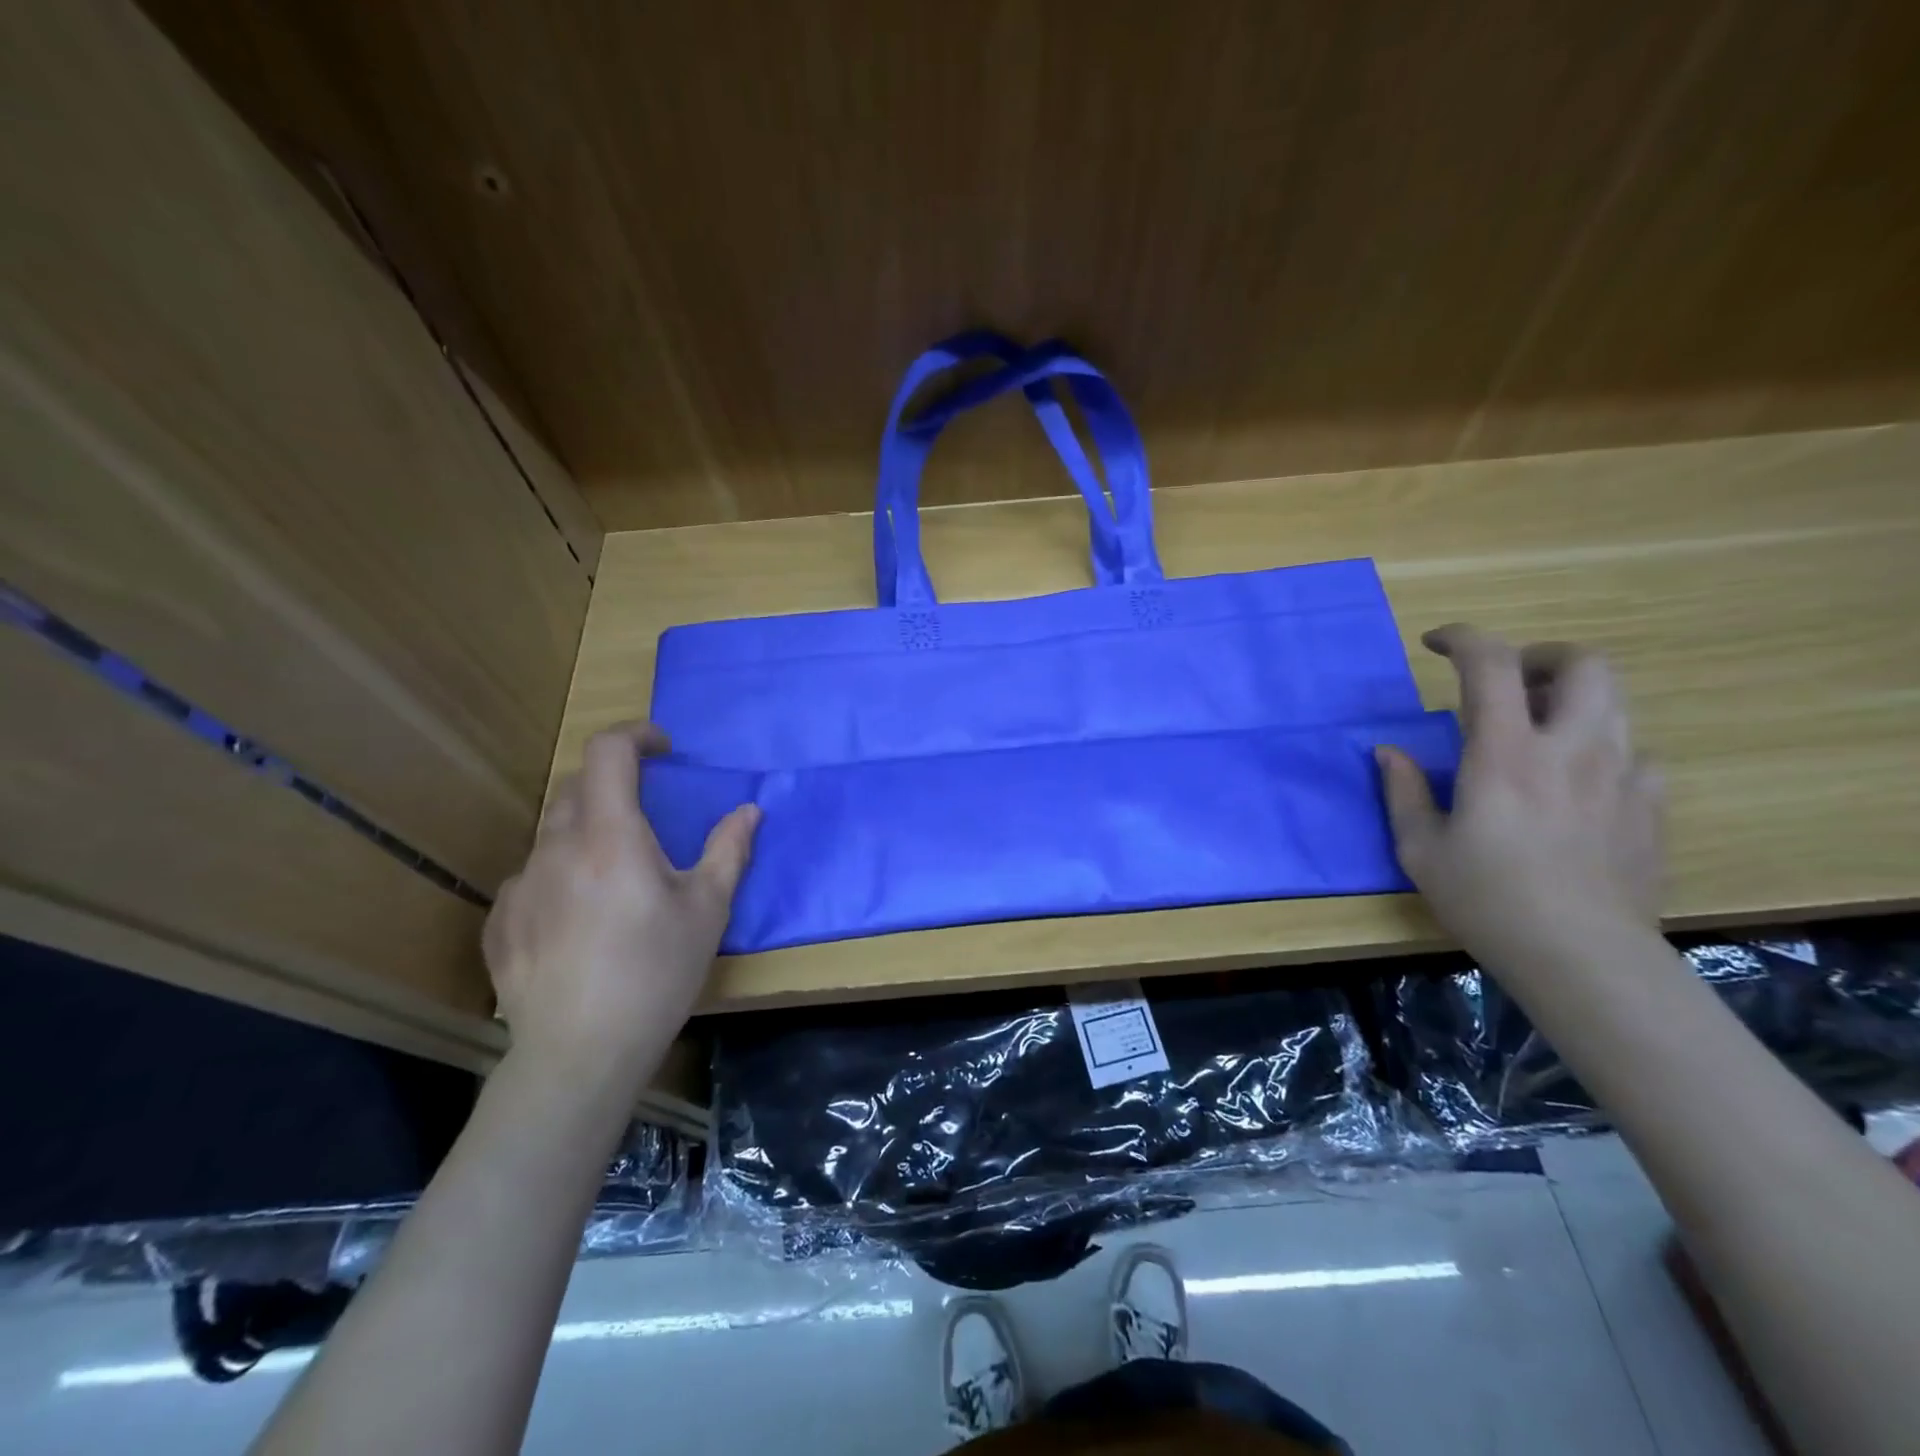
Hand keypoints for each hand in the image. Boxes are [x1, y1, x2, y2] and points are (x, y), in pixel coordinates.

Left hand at [482, 722, 758, 1092]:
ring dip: (588, 833)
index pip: (608, 752)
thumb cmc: (656, 974)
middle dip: (615, 785)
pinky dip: (560, 877)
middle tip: (648, 818)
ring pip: (553, 834)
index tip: (663, 748)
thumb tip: (750, 809)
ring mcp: (520, 885)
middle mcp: (556, 848)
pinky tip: (579, 921)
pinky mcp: (500, 922)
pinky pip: (533, 878)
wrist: (580, 1055)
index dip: (635, 735)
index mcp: (611, 836)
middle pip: (578, 787)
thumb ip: (729, 850)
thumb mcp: (708, 910)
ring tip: (616, 879)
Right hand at [1376, 624, 1663, 978]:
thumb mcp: (1420, 849)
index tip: (1435, 644)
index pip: (1491, 663)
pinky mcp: (1651, 804)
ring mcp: (1623, 773)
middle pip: (1582, 662)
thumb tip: (1389, 752)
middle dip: (1539, 656)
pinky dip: (1599, 747)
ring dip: (1569, 698)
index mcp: (1505, 754)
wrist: (1584, 957)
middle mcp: (1571, 747)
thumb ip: (1403, 792)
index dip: (1462, 638)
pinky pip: (1632, 750)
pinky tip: (1575, 784)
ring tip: (1535, 731)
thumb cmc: (1488, 900)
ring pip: (1614, 700)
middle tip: (1505, 684)